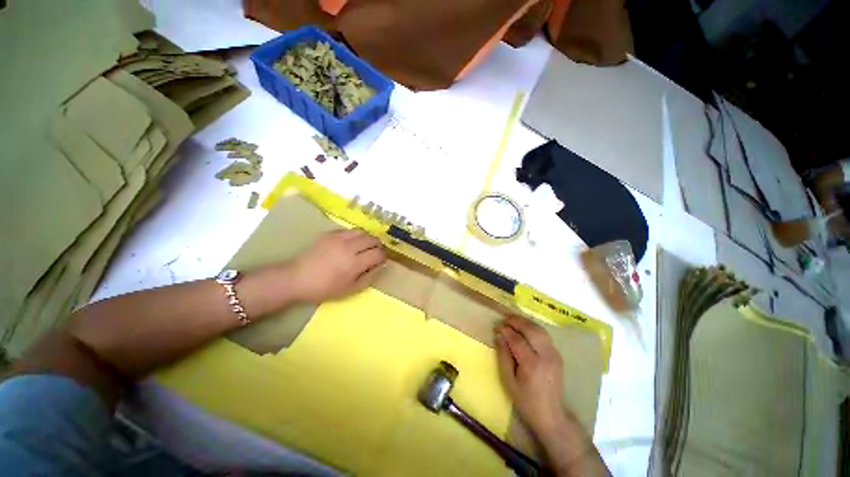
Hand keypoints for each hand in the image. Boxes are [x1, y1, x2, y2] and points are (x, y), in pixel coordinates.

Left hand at [288, 230, 386, 302]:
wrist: (297, 278)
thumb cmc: (324, 288)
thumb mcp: (350, 290)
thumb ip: (368, 277)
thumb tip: (379, 266)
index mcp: (354, 263)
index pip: (378, 253)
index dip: (383, 256)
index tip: (381, 260)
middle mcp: (349, 247)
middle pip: (372, 239)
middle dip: (378, 245)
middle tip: (375, 252)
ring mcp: (339, 238)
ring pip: (362, 231)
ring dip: (368, 238)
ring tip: (365, 245)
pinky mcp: (330, 234)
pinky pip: (349, 230)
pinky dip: (355, 235)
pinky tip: (352, 242)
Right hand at [495, 315, 567, 439]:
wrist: (551, 415)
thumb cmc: (526, 400)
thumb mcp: (508, 381)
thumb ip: (503, 356)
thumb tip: (499, 336)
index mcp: (532, 365)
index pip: (517, 340)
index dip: (506, 331)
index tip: (497, 326)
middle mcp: (546, 356)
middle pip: (531, 330)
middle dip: (517, 321)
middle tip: (505, 318)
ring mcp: (554, 355)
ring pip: (540, 330)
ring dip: (526, 322)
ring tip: (513, 320)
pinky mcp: (557, 355)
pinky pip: (545, 335)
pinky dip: (533, 328)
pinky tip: (525, 328)